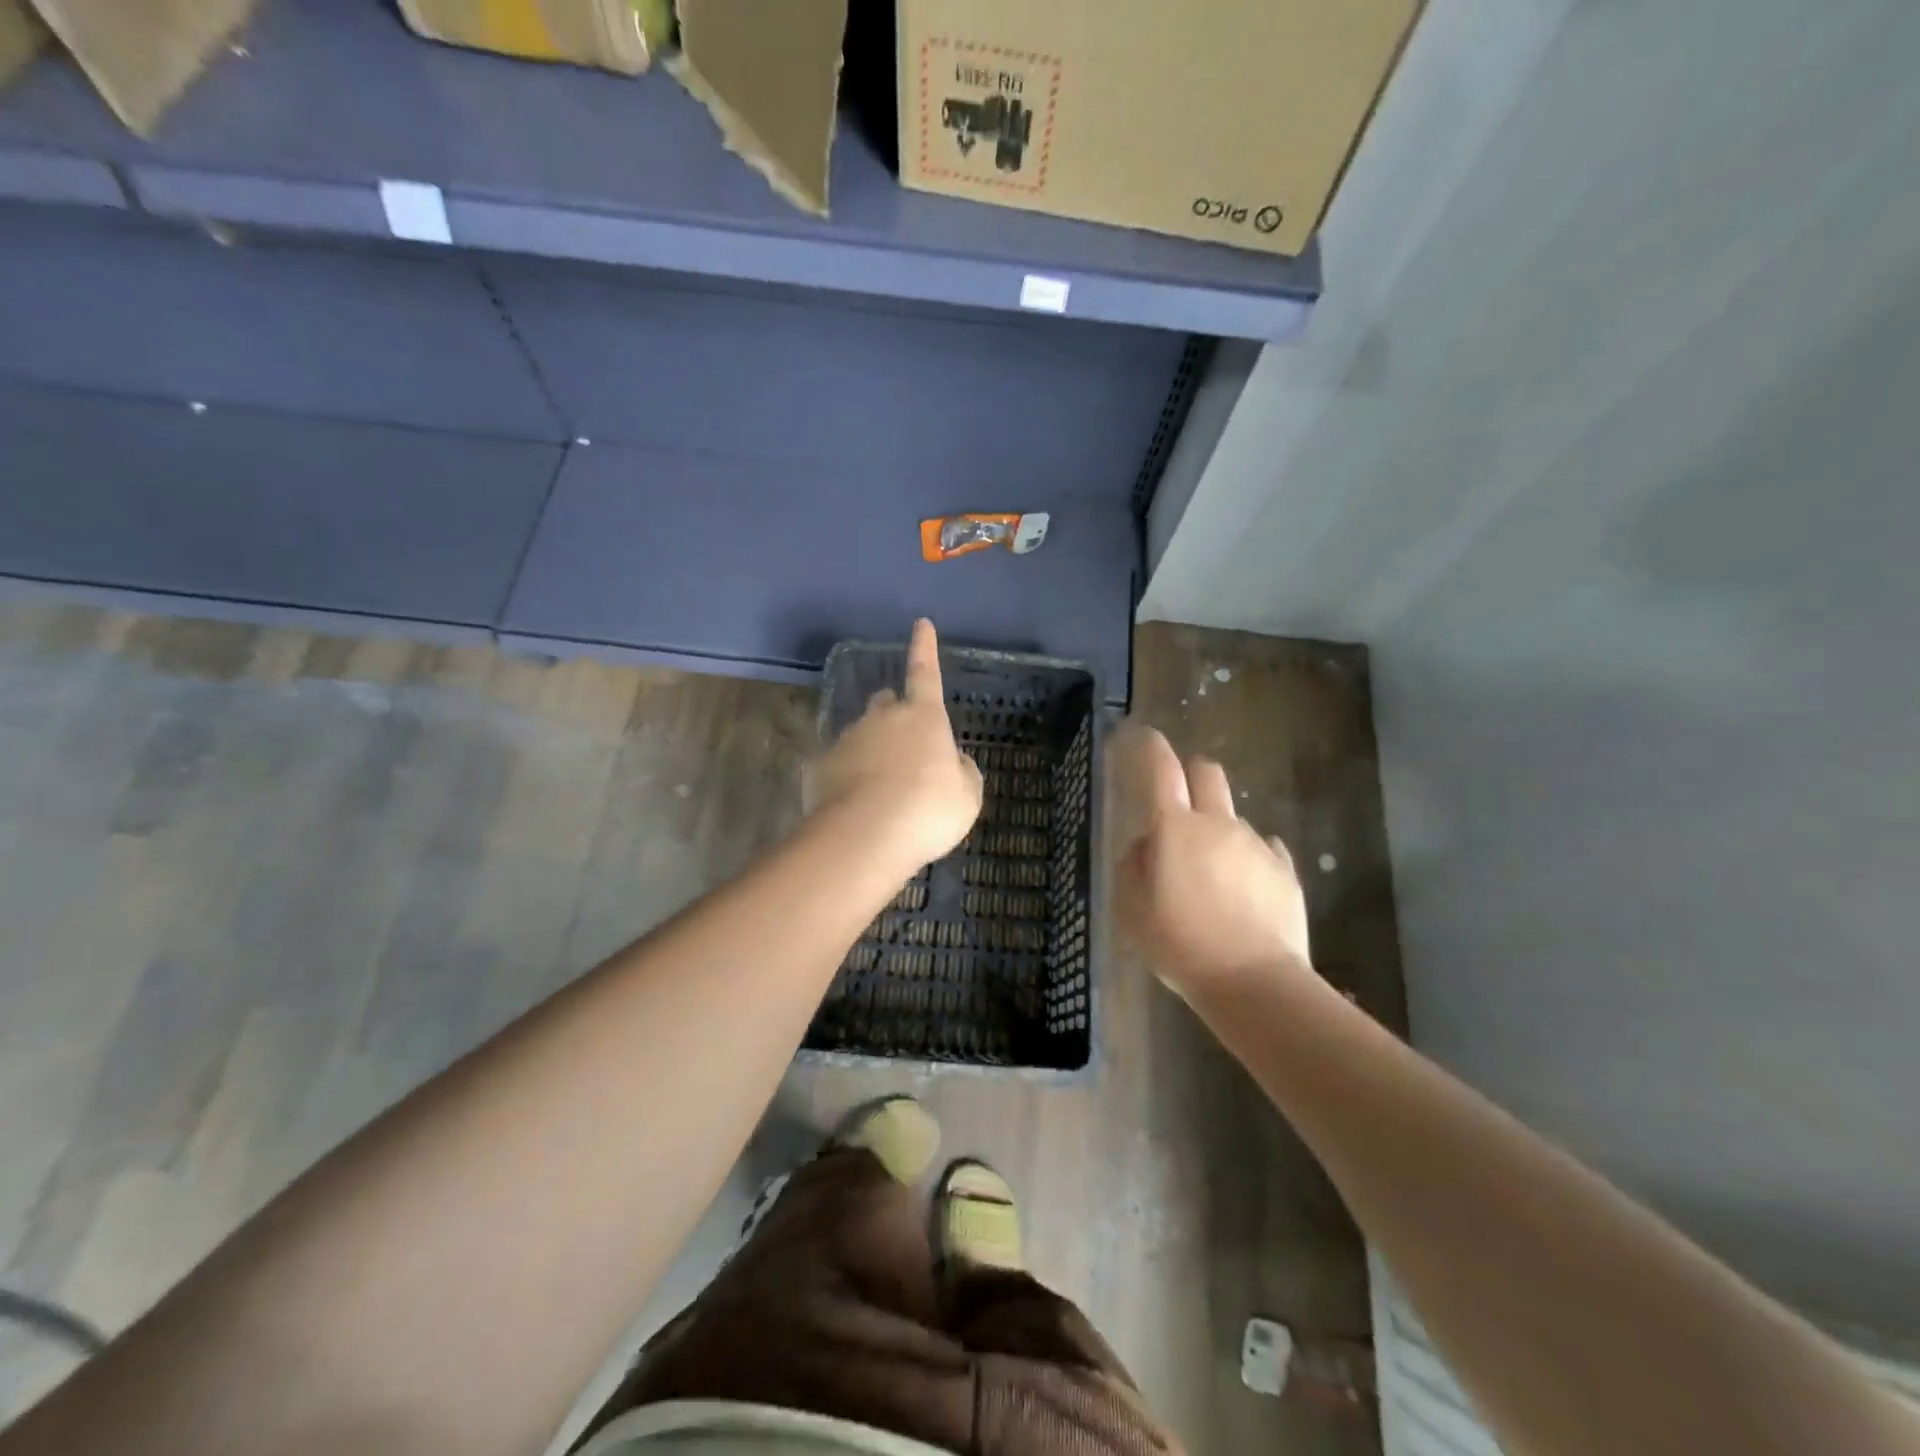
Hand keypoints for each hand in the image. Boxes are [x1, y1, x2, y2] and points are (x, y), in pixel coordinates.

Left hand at [804, 619, 983, 869]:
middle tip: (906, 745)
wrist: (865, 837)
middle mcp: (883, 718)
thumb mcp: (967, 795)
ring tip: (883, 789)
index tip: (921, 623)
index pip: (926, 672)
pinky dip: (850, 776)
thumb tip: (951, 761)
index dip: (925, 648)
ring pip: (863, 733)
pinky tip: (857, 805)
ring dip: (874, 750)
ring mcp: (848, 739)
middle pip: (888, 702)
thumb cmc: (927, 810)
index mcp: (923, 716)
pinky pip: (840, 763)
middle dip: (896, 713)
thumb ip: (962, 771)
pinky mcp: (822, 765)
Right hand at [1110, 723, 1312, 996]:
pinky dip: (1246, 859)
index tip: (1137, 736)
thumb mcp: (1132, 910)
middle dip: (1190, 773)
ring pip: (1233, 815)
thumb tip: (1146, 846)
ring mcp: (1256, 845)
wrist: (1254, 983)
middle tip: (1178, 804)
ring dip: (1217, 829)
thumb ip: (1134, 867)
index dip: (1146, 745)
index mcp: (1174, 828)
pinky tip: (1240, 893)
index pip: (1159, 767)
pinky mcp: (1285, 870)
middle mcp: (1218, 824)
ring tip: (1209, 877)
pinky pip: (1261, 849)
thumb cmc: (1180, 945)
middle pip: (1207, 772)